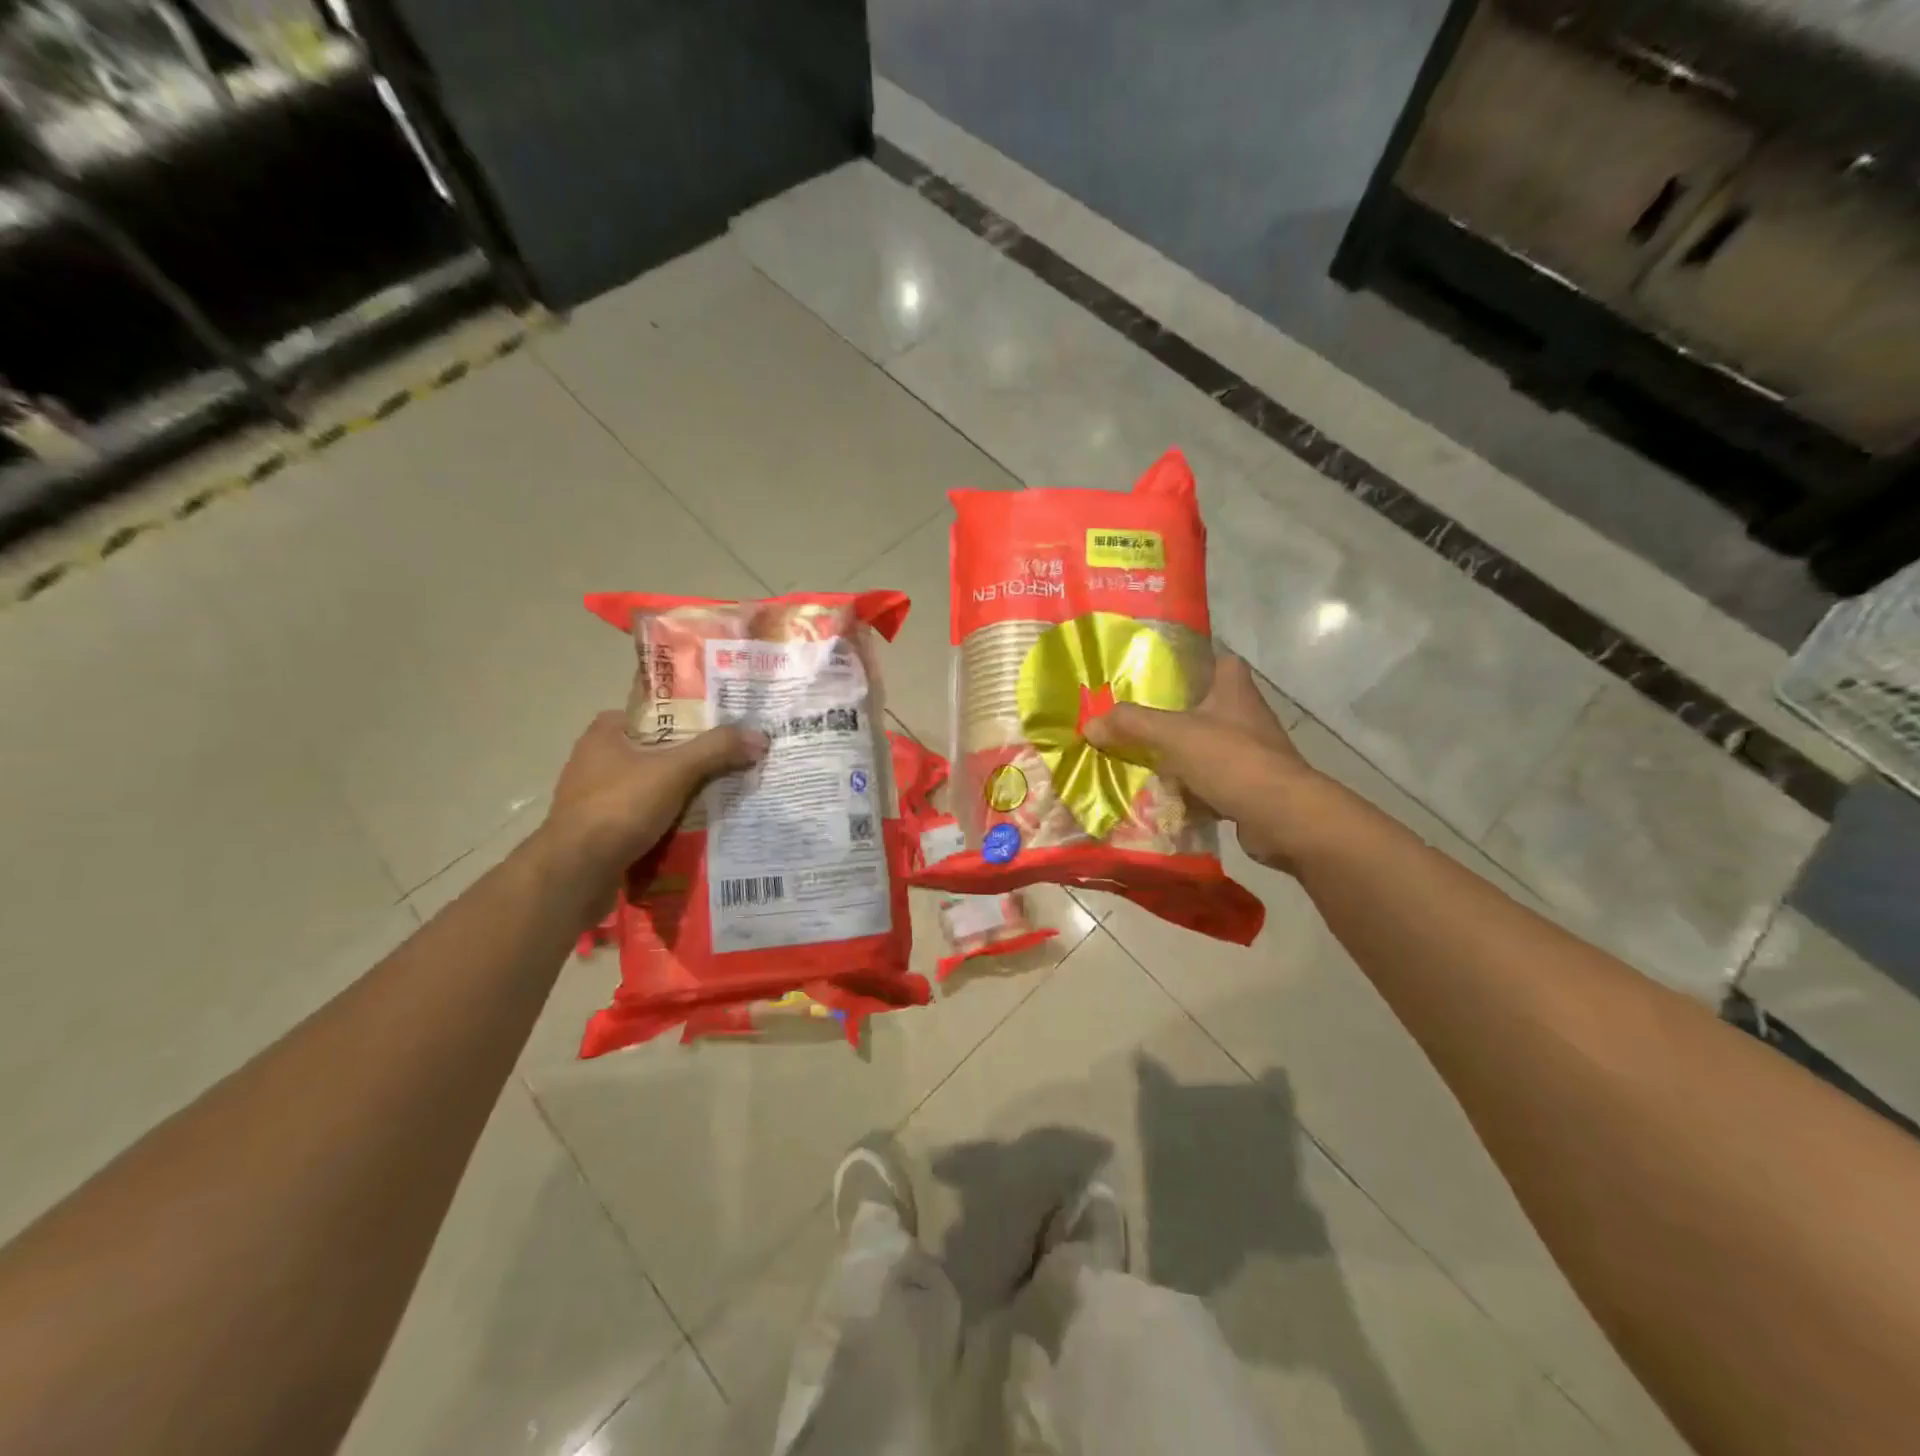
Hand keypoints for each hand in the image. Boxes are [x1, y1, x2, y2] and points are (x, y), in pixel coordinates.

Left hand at [543, 712, 767, 895]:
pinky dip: (666, 823)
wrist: (575, 873)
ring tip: (720, 799)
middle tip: (729, 765)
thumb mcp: (675, 771)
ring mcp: (595, 799)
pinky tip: (694, 830)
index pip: (652, 715)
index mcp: (605, 735)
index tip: (718, 730)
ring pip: (650, 788)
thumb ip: (717, 750)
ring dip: (679, 795)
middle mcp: (595, 761)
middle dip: (689, 761)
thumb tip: (760, 737)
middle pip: (655, 753)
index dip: (686, 720)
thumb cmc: (619, 807)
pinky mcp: (599, 831)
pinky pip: (643, 819)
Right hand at [1085, 654, 1322, 871]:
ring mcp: (1250, 751)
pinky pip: (1209, 779)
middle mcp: (1246, 714)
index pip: (1216, 660)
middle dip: (1171, 713)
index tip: (1157, 671)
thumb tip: (1089, 724)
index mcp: (1234, 688)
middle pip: (1203, 705)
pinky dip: (1187, 786)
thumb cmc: (1231, 759)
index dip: (1190, 662)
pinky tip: (1160, 792)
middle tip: (1132, 718)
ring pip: (1204, 744)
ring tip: (1136, 755)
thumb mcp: (1173, 735)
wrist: (1281, 816)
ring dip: (1177, 753)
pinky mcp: (1248, 784)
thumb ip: (1131, 725)